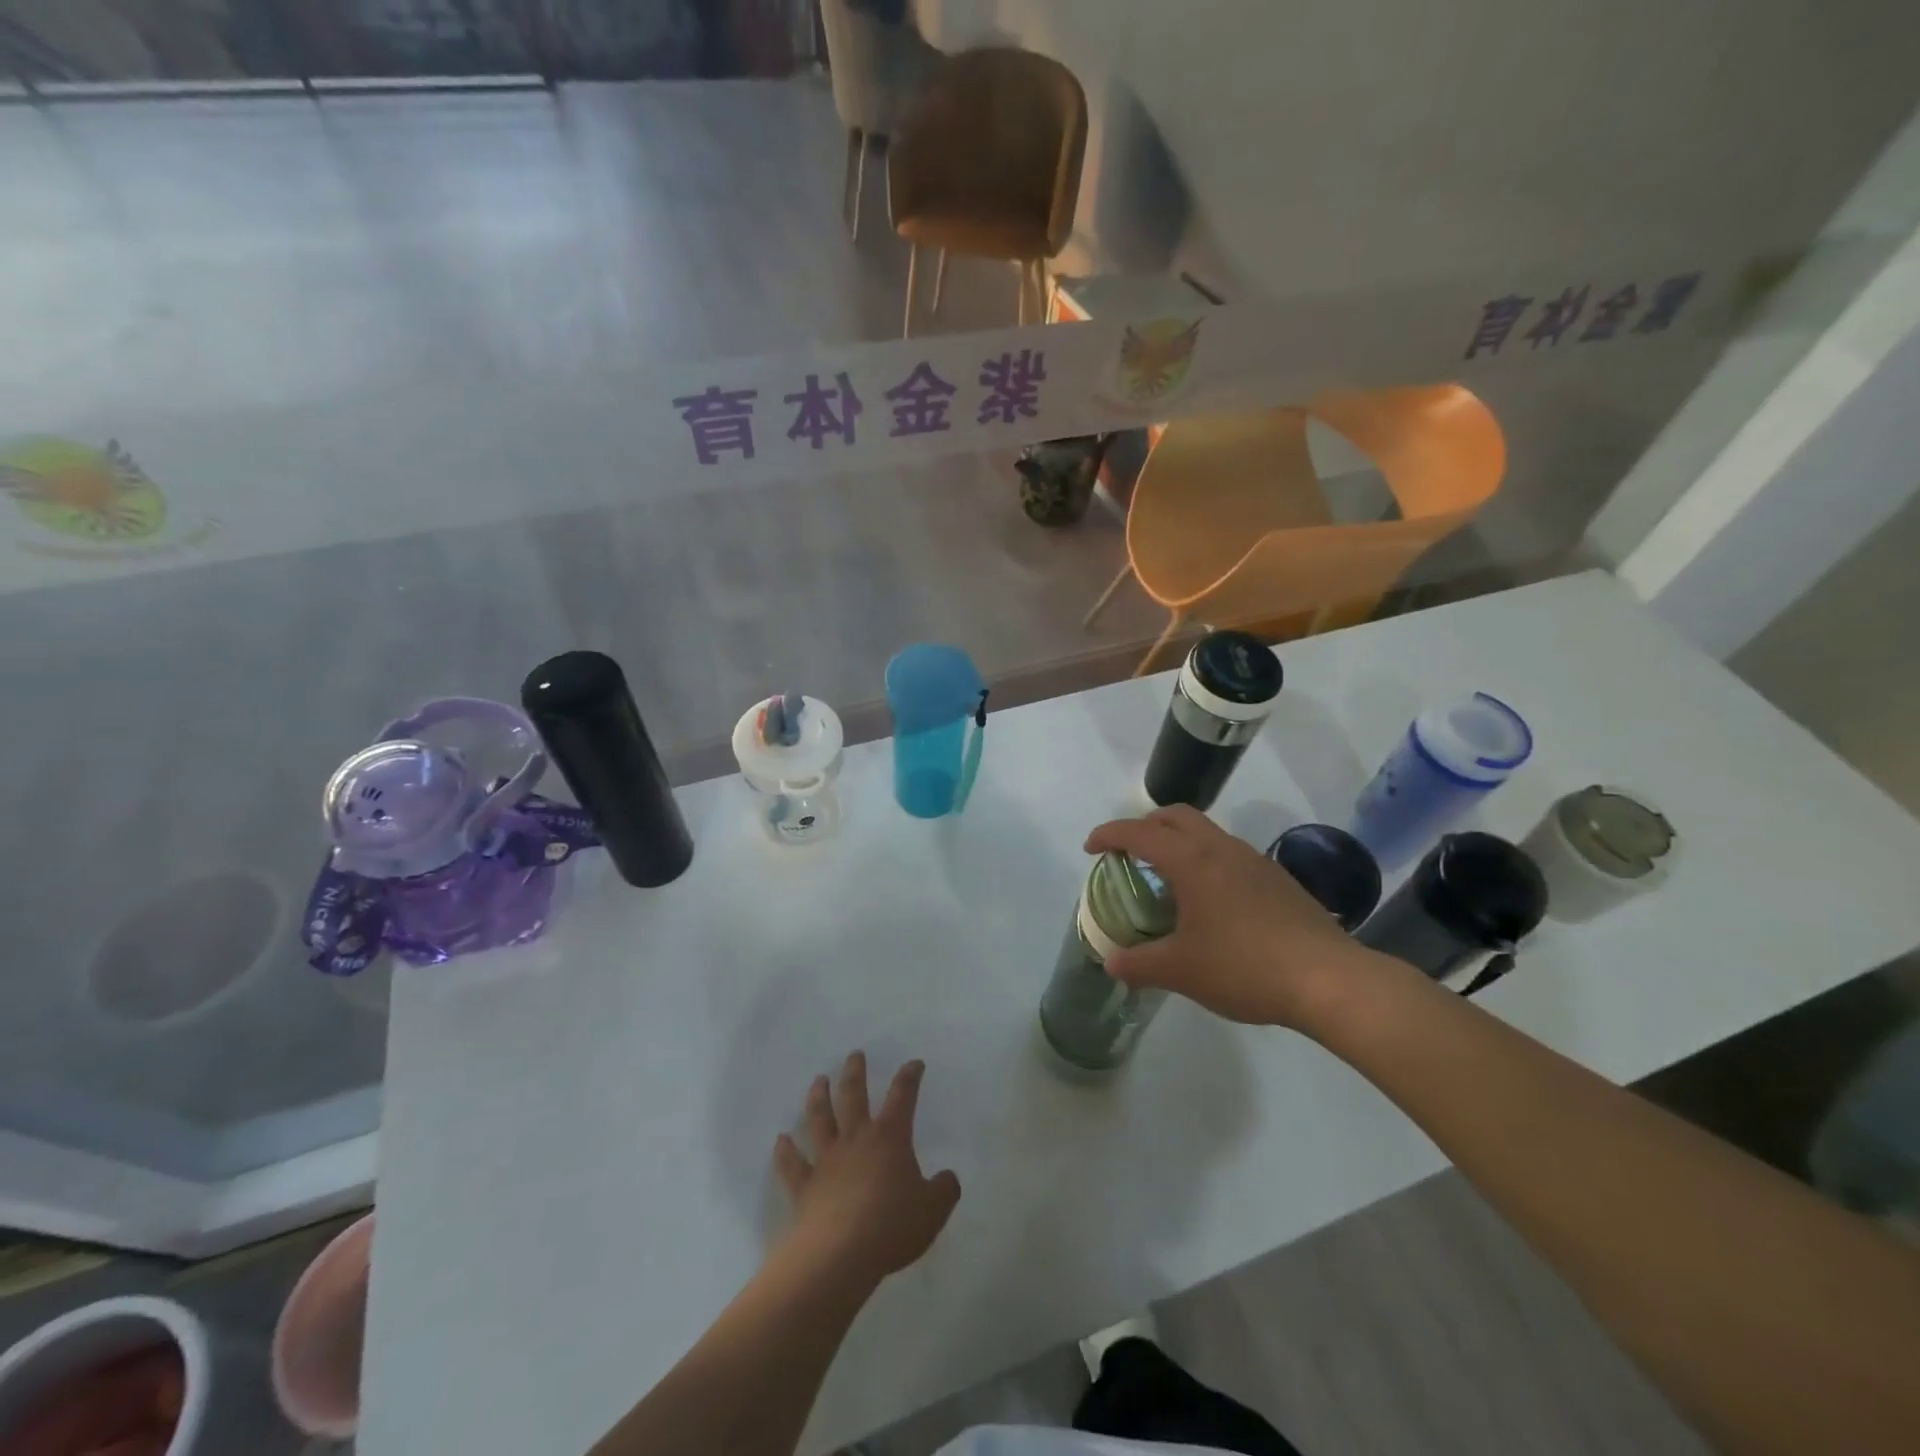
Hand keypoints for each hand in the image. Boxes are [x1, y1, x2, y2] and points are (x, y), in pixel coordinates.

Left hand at [772, 1052, 961, 1286]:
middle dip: (855, 1073)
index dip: (909, 1077)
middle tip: (854, 1054)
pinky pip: (792, 1164)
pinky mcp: (804, 1186)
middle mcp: (856, 1139)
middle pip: (853, 1096)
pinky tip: (781, 1140)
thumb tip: (948, 1178)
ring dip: (818, 1097)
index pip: (902, 1096)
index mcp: (890, 1138)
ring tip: (818, 1080)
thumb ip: (944, 1190)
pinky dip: (785, 1151)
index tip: (914, 1063)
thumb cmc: (891, 1226)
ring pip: (820, 1119)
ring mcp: (826, 1160)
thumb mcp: (933, 1210)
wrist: (839, 1255)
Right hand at [1084, 805, 1390, 1029]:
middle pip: (1175, 816)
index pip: (1139, 832)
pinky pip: (1229, 854)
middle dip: (1145, 826)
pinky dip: (1206, 861)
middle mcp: (1221, 849)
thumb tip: (1112, 963)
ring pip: (1206, 832)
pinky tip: (1211, 902)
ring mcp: (1254, 860)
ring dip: (1179, 842)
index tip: (1091, 848)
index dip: (1109, 834)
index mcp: (1192, 861)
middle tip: (1128, 853)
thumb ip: (1139, 964)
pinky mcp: (1277, 879)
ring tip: (1168, 880)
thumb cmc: (1244, 967)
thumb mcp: (1180, 971)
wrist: (1329, 979)